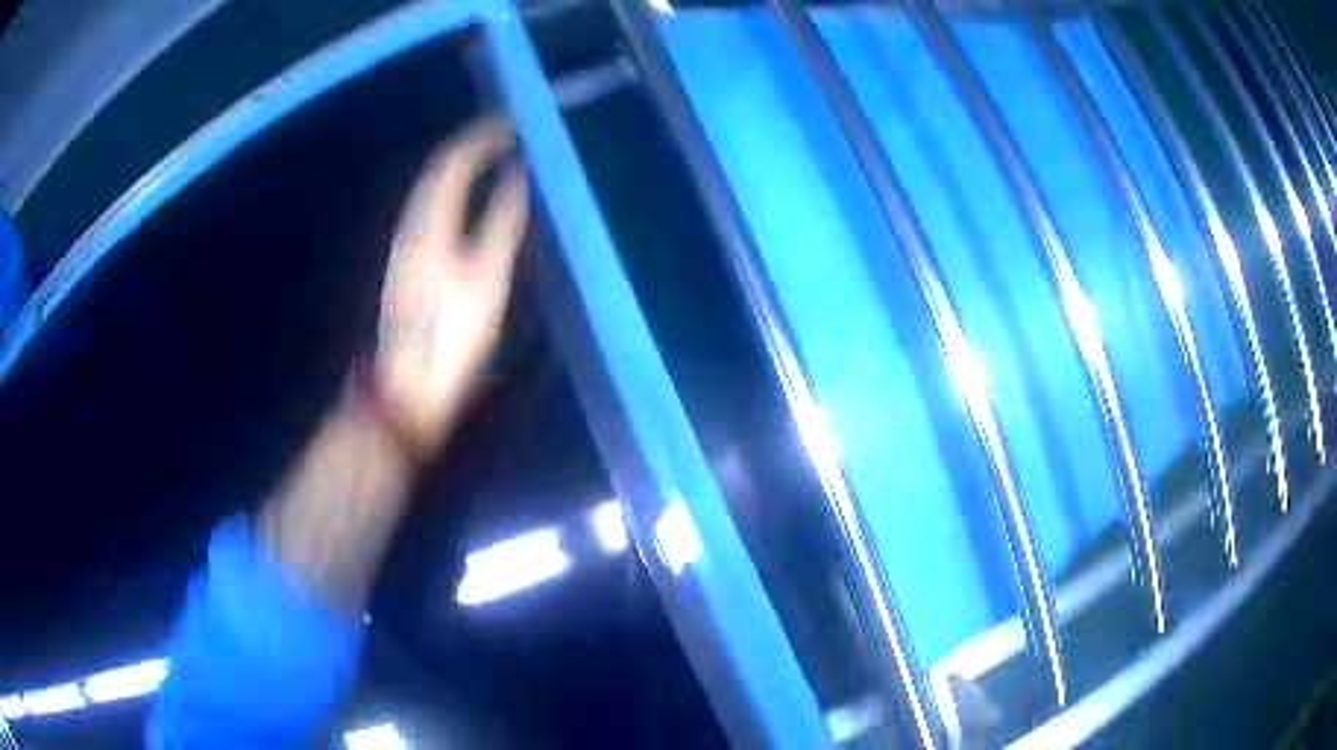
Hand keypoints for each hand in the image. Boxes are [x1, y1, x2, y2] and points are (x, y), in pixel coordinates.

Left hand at [375, 119, 528, 456]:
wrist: (409, 383)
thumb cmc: (453, 333)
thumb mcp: (488, 277)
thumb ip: (502, 221)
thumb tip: (514, 178)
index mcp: (429, 224)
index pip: (452, 163)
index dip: (480, 138)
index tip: (510, 125)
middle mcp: (410, 226)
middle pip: (436, 172)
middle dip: (469, 146)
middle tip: (503, 135)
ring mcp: (404, 244)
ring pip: (429, 189)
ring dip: (458, 167)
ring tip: (491, 157)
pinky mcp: (406, 261)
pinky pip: (428, 208)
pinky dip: (451, 191)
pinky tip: (467, 197)